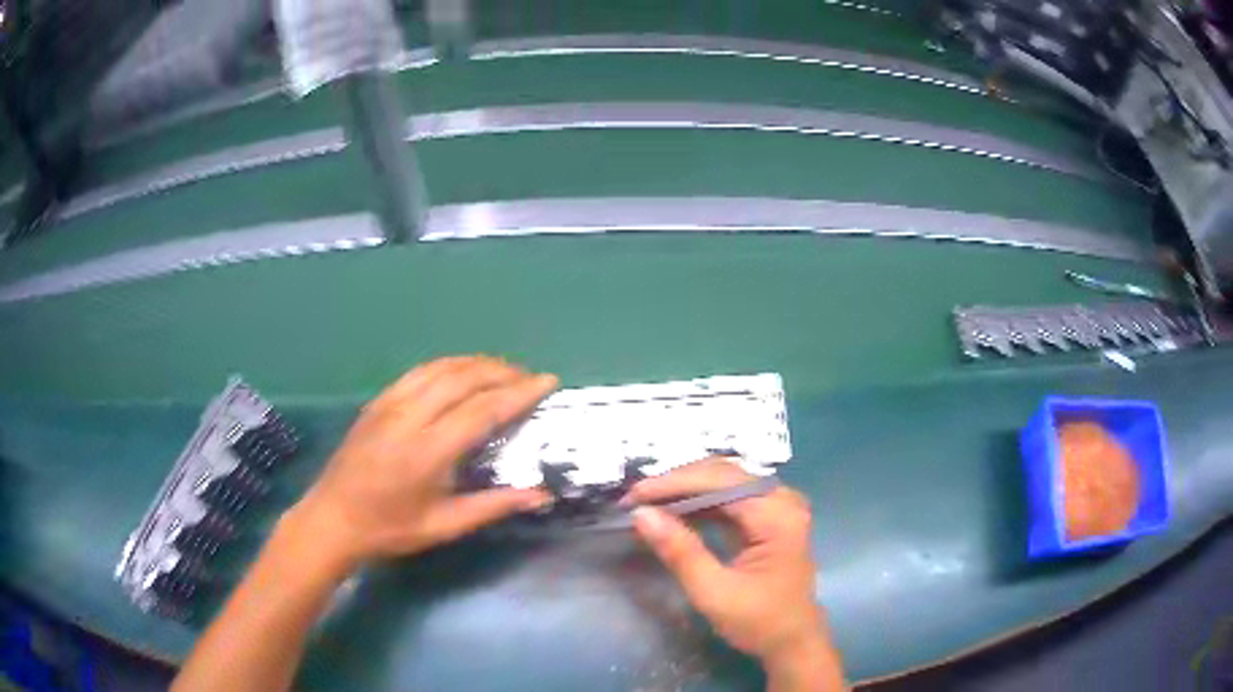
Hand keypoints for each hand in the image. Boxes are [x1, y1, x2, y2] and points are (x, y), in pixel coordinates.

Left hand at [288, 356, 555, 567]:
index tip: (548, 381)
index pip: (482, 409)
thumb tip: (541, 495)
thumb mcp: (443, 527)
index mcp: (427, 451)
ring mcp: (389, 404)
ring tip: (504, 370)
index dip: (519, 392)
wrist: (333, 519)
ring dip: (477, 363)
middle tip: (530, 377)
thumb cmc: (389, 529)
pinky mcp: (377, 401)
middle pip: (463, 378)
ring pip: (441, 368)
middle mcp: (409, 417)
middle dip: (503, 371)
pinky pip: (419, 372)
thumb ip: (493, 506)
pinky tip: (461, 372)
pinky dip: (448, 365)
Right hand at [625, 459, 839, 682]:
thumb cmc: (759, 621)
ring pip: (724, 482)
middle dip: (676, 483)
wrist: (793, 641)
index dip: (674, 483)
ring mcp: (778, 506)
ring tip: (648, 503)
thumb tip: (641, 514)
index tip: (633, 496)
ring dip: (685, 490)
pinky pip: (730, 497)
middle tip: (635, 499)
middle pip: (723, 474)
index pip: (720, 481)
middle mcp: (782, 499)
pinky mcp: (770, 516)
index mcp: (777, 514)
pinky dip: (700, 503)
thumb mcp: (714, 592)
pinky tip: (674, 512)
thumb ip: (680, 551)